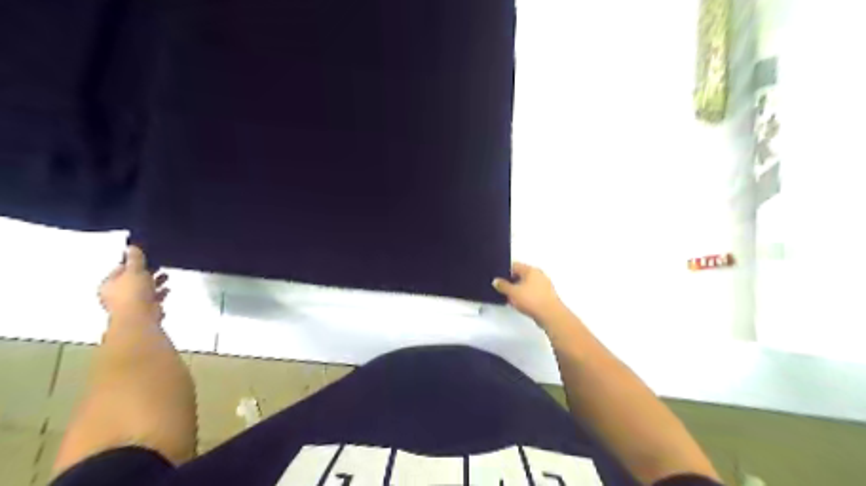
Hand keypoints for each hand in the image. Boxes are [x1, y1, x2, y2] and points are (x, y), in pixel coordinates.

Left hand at [98, 246, 168, 320]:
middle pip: (132, 280)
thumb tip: (132, 247)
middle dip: (146, 273)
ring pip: (143, 291)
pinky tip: (166, 290)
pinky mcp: (142, 312)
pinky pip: (151, 300)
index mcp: (108, 284)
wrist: (139, 316)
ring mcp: (129, 305)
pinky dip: (158, 295)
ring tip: (165, 276)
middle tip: (158, 266)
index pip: (119, 270)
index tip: (145, 258)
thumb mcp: (134, 270)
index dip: (132, 263)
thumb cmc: (132, 292)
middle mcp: (116, 295)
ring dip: (154, 284)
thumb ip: (135, 259)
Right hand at [494, 263, 569, 323]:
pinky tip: (520, 303)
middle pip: (521, 275)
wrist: (551, 315)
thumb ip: (503, 285)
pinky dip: (526, 295)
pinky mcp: (547, 295)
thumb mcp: (512, 293)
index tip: (497, 279)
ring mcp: (544, 285)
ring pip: (527, 284)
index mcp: (531, 270)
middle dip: (511, 281)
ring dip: (518, 289)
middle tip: (502, 288)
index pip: (514, 265)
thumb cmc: (531, 300)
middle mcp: (539, 274)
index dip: (504, 271)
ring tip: (510, 297)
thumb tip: (496, 281)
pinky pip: (532, 292)